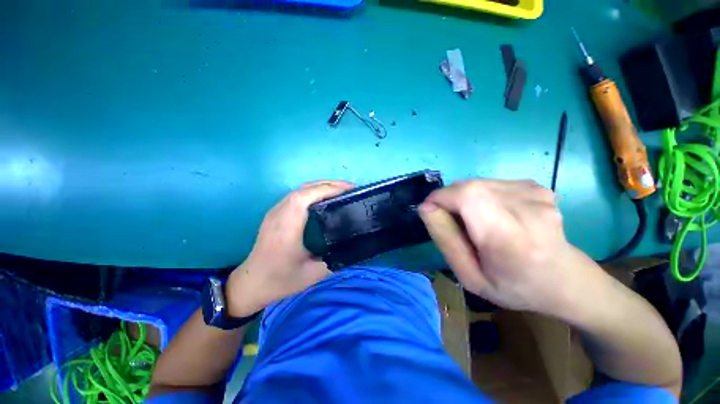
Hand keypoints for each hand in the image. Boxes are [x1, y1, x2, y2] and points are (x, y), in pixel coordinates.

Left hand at [226, 180, 353, 316]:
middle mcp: (279, 214)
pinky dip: (314, 191)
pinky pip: (297, 195)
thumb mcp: (312, 275)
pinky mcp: (276, 213)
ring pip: (301, 189)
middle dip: (330, 184)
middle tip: (351, 189)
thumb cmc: (280, 280)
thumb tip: (352, 246)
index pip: (305, 197)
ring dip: (322, 186)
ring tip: (342, 191)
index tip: (349, 190)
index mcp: (287, 228)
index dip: (328, 189)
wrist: (250, 283)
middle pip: (304, 188)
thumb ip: (334, 259)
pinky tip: (325, 198)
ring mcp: (275, 211)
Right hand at [419, 179, 594, 314]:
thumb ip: (445, 240)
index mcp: (510, 239)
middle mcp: (529, 209)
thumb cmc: (514, 287)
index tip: (430, 211)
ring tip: (476, 222)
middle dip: (449, 199)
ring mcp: (537, 194)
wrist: (566, 280)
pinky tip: (494, 214)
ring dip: (465, 199)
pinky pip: (491, 184)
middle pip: (470, 186)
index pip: (467, 197)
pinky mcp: (538, 187)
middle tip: (453, 222)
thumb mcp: (470, 276)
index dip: (440, 197)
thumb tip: (426, 207)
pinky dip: (481, 196)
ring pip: (478, 183)